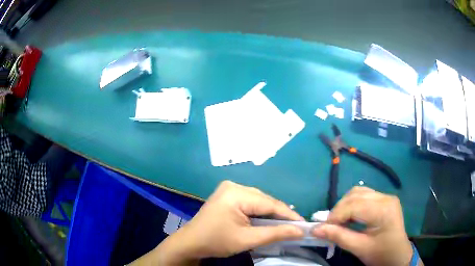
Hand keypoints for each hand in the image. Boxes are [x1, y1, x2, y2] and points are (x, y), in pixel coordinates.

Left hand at [131, 180, 303, 264]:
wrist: (191, 242)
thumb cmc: (216, 241)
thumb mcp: (247, 239)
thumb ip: (275, 233)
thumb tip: (300, 231)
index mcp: (237, 193)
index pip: (270, 203)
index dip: (289, 215)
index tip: (304, 225)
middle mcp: (234, 185)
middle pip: (265, 201)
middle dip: (281, 214)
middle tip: (295, 227)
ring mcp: (230, 189)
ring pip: (259, 201)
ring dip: (271, 213)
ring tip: (285, 225)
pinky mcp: (228, 195)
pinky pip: (251, 202)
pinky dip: (261, 212)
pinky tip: (268, 220)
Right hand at [312, 186, 412, 265]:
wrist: (398, 255)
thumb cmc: (381, 254)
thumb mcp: (359, 248)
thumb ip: (338, 237)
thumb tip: (315, 229)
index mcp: (383, 210)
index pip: (354, 205)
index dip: (335, 215)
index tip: (322, 228)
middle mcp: (385, 198)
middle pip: (355, 195)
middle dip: (338, 210)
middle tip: (329, 226)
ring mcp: (386, 197)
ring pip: (358, 192)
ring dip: (345, 205)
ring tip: (339, 221)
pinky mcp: (384, 200)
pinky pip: (363, 196)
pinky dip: (352, 204)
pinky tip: (349, 217)